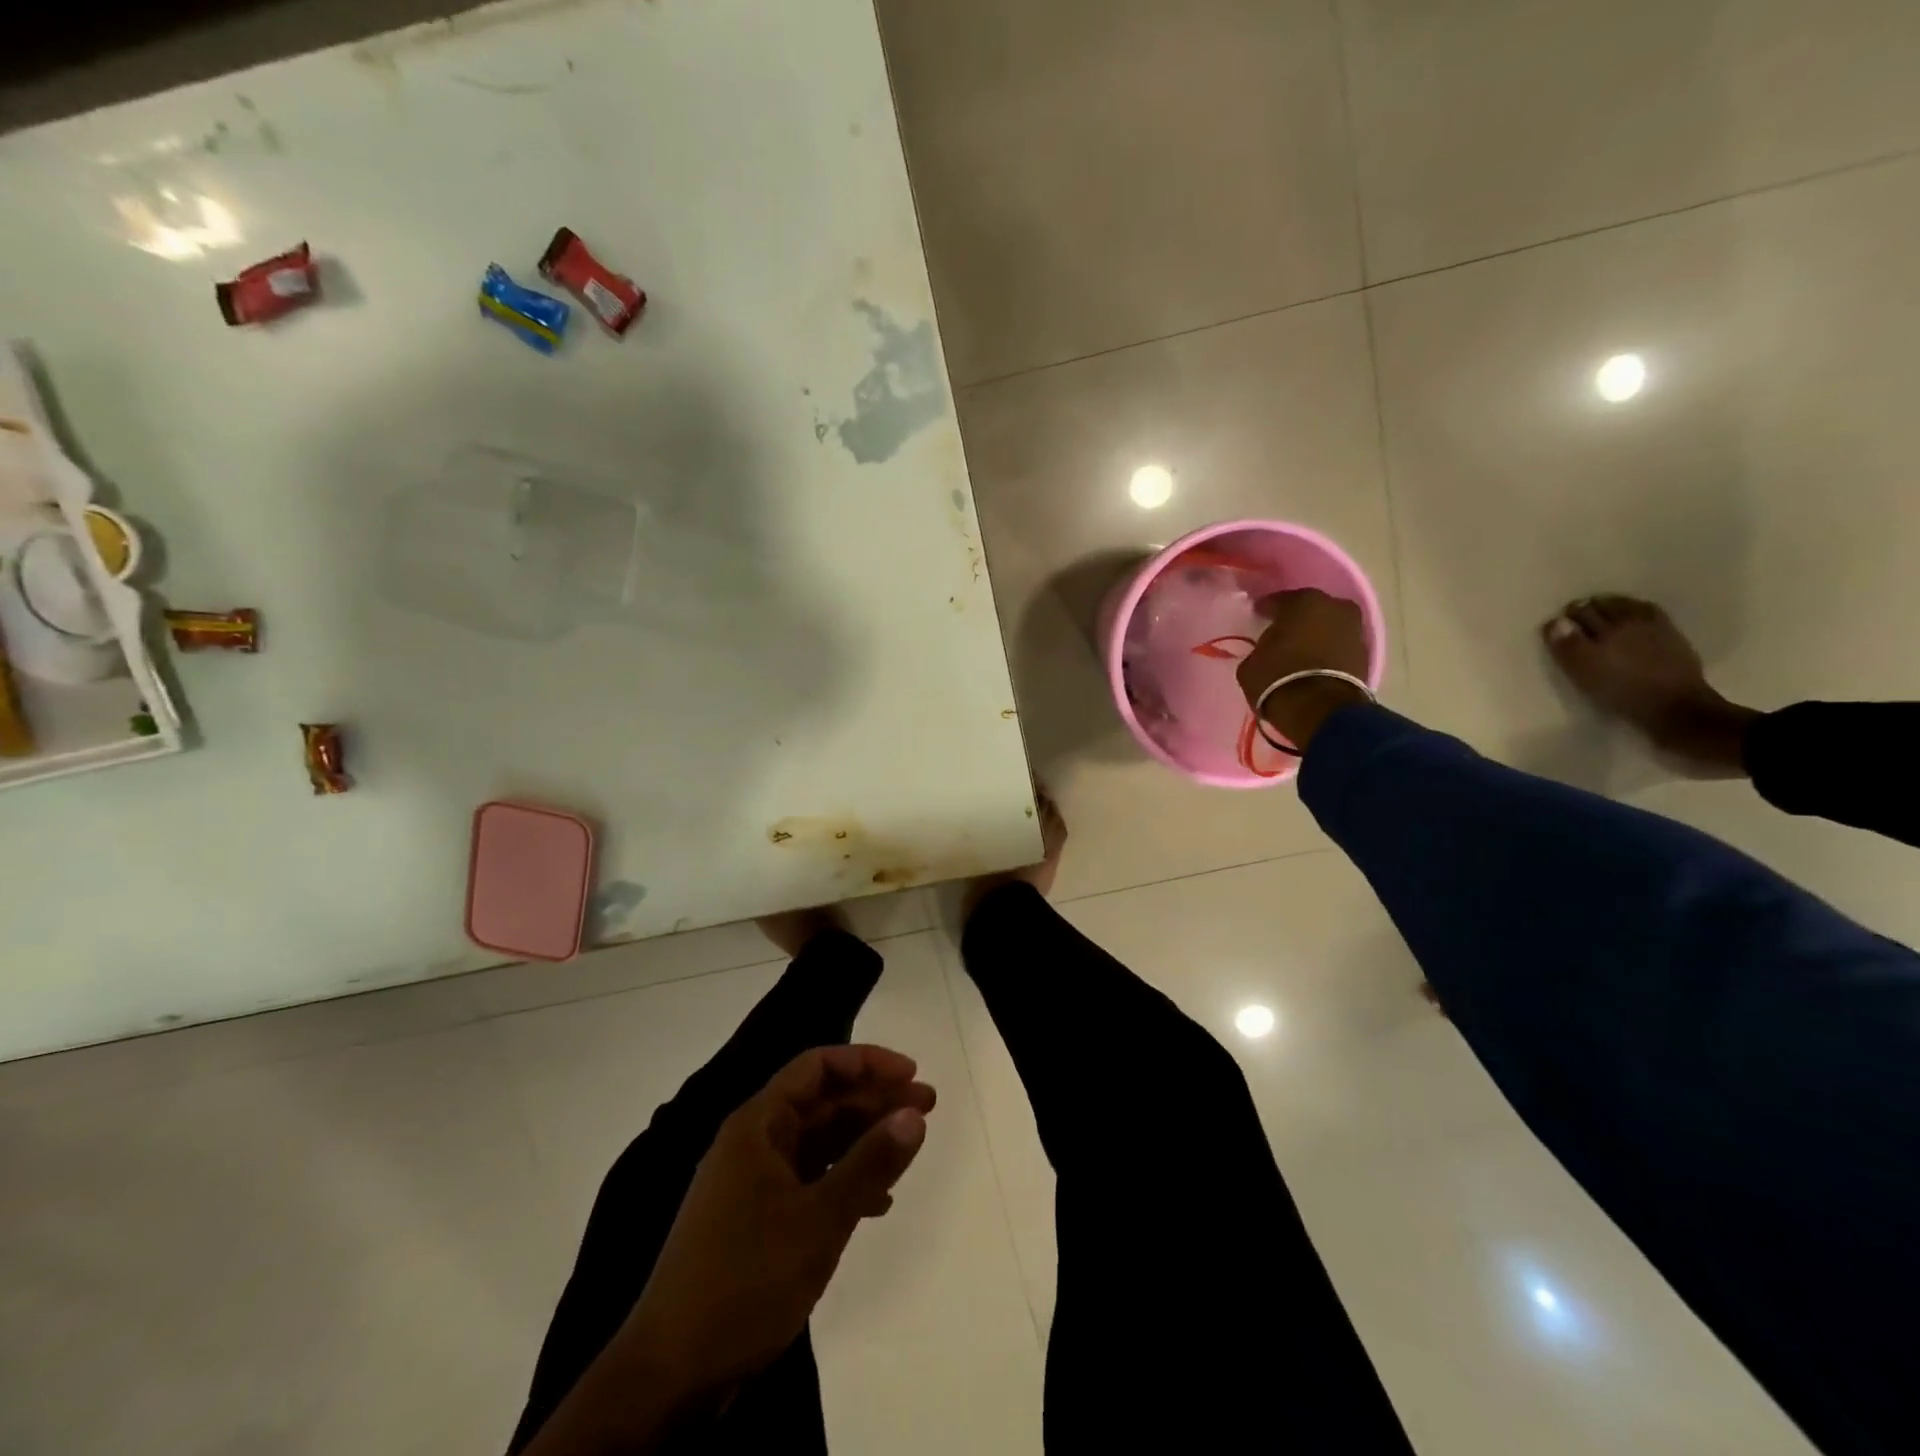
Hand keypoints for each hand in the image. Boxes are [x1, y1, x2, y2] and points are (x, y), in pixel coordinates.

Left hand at [621, 1044, 935, 1394]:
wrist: (670, 1375)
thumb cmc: (745, 1280)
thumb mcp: (819, 1220)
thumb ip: (870, 1163)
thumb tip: (914, 1114)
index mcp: (758, 1125)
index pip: (817, 1067)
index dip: (867, 1062)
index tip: (911, 1073)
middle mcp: (754, 1143)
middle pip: (822, 1102)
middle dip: (874, 1099)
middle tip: (927, 1106)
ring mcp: (752, 1184)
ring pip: (818, 1142)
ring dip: (864, 1140)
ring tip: (910, 1146)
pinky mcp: (756, 1222)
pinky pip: (809, 1181)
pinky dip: (844, 1182)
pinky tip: (876, 1204)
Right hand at [1234, 589, 1370, 752]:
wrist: (1320, 710)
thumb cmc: (1278, 679)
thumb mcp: (1251, 663)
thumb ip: (1261, 648)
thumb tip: (1268, 649)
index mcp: (1304, 601)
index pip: (1278, 600)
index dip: (1265, 609)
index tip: (1257, 617)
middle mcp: (1334, 606)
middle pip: (1310, 609)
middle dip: (1296, 619)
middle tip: (1281, 633)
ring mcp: (1354, 629)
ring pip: (1328, 626)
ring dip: (1316, 635)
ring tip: (1300, 650)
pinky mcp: (1366, 653)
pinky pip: (1339, 646)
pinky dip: (1328, 651)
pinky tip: (1315, 662)